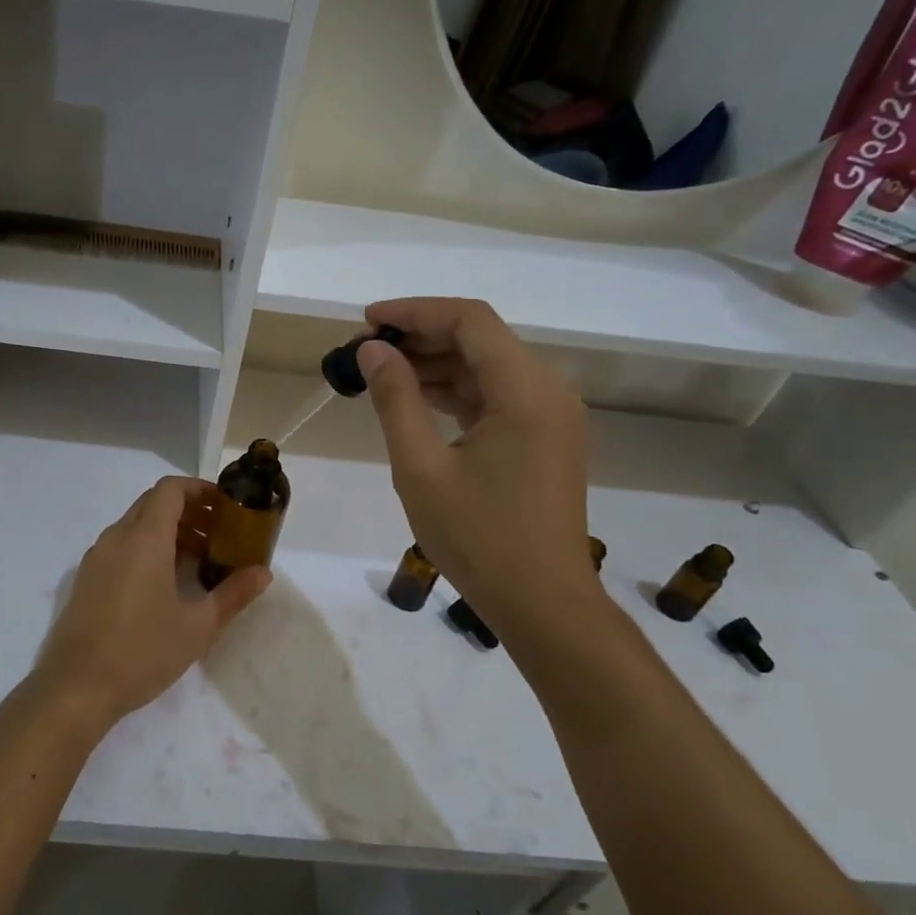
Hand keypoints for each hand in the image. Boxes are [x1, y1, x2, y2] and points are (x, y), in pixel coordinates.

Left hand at [32, 476, 271, 733]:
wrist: (77, 688)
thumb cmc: (143, 652)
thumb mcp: (198, 626)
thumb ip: (233, 594)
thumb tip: (263, 573)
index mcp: (144, 539)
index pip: (170, 490)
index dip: (199, 489)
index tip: (225, 506)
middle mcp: (116, 538)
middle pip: (153, 504)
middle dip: (188, 510)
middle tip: (218, 533)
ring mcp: (96, 558)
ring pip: (135, 525)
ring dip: (167, 531)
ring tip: (198, 560)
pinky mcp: (86, 579)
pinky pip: (120, 546)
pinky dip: (146, 548)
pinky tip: (164, 583)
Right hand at [356, 298, 600, 636]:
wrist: (542, 603)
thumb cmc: (478, 538)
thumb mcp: (421, 468)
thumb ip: (396, 400)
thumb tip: (372, 350)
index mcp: (525, 391)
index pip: (470, 321)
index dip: (415, 312)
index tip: (365, 322)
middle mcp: (548, 391)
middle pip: (481, 339)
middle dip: (421, 337)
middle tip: (364, 353)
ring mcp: (551, 416)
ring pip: (488, 367)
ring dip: (436, 364)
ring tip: (380, 374)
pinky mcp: (545, 439)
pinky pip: (497, 397)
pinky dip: (456, 392)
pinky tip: (416, 400)